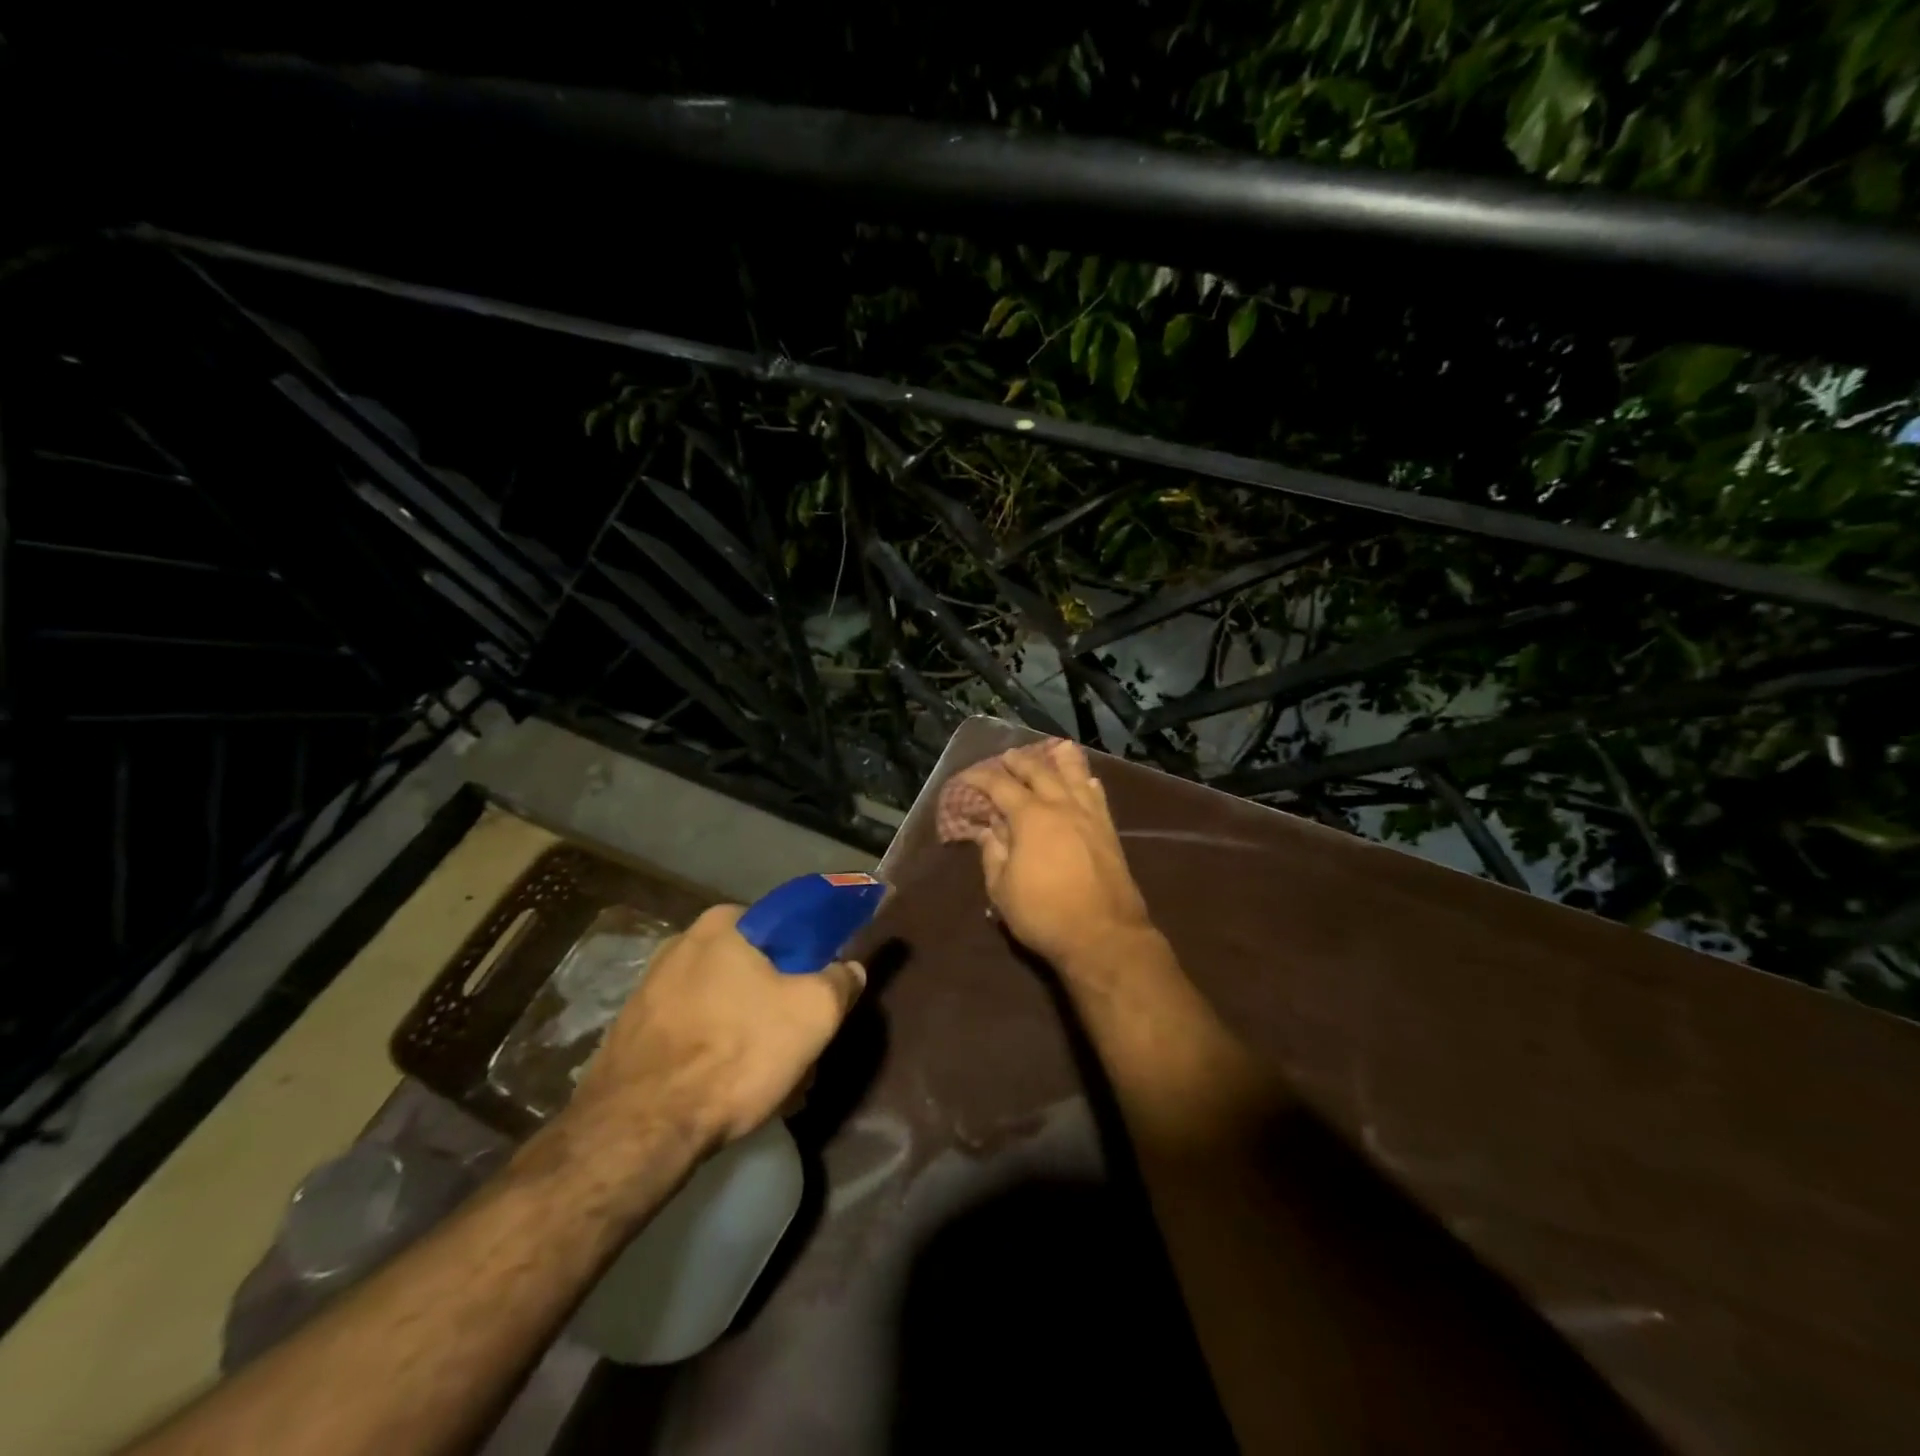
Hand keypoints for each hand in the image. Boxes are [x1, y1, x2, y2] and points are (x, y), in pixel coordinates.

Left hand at [567, 905, 864, 1157]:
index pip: (783, 927)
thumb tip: (848, 968)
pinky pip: (691, 1032)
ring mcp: (649, 988)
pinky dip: (712, 1053)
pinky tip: (725, 1090)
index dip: (808, 960)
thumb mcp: (814, 1013)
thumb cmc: (736, 1053)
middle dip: (777, 1004)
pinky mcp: (631, 1032)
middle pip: (752, 969)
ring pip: (723, 1004)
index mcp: (723, 923)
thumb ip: (840, 981)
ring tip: (765, 1079)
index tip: (818, 995)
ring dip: (747, 1033)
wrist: (640, 1129)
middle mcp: (681, 943)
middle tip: (796, 1045)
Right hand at [948, 738, 1153, 973]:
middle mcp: (1061, 806)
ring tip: (1055, 748)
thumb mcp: (1002, 888)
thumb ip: (993, 853)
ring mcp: (1089, 816)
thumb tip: (987, 829)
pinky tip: (1087, 780)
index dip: (981, 779)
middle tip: (1007, 756)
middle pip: (1039, 772)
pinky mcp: (1108, 831)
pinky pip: (1097, 796)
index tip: (966, 778)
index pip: (1000, 786)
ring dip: (1061, 760)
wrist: (1103, 935)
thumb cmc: (1044, 914)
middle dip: (1020, 761)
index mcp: (1030, 817)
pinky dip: (1088, 783)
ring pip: (1074, 776)